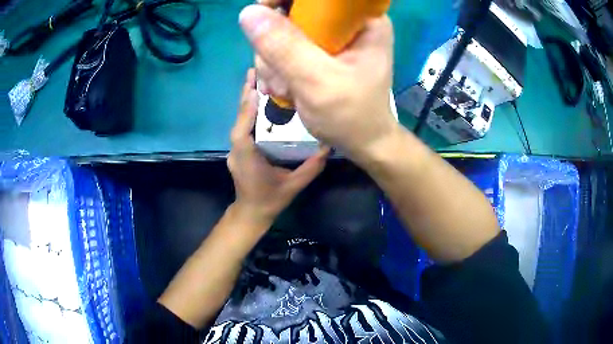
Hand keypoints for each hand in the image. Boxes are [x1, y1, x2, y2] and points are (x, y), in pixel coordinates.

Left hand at [228, 69, 328, 227]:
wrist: (252, 213)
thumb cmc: (270, 200)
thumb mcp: (294, 185)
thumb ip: (311, 167)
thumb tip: (329, 146)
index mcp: (247, 157)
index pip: (243, 130)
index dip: (247, 108)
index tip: (255, 87)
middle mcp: (237, 150)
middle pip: (239, 119)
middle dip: (245, 95)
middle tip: (254, 72)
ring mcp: (235, 149)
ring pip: (240, 121)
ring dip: (246, 100)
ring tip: (256, 79)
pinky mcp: (239, 149)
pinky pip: (243, 126)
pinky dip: (249, 111)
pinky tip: (258, 100)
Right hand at [239, 3, 399, 162]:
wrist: (361, 142)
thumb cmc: (352, 116)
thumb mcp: (317, 82)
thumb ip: (283, 47)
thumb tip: (249, 13)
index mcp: (362, 19)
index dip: (284, 0)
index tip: (263, 14)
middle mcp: (346, 22)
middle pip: (293, 10)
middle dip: (275, 43)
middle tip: (279, 75)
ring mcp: (330, 36)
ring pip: (282, 30)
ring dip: (273, 61)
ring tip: (285, 89)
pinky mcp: (318, 50)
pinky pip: (283, 47)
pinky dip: (276, 67)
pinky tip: (284, 88)